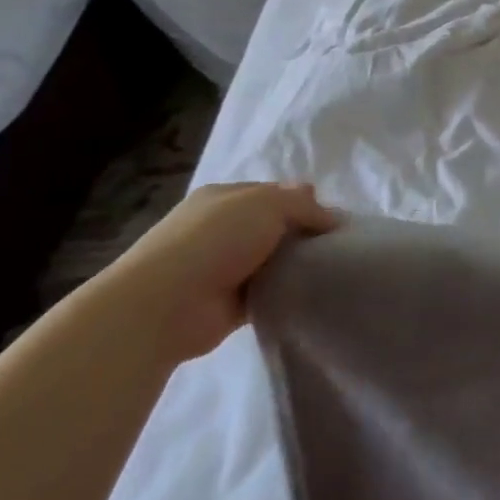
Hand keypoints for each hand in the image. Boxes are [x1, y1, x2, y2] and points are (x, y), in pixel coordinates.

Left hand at [100, 182, 340, 363]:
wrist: (164, 305)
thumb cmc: (216, 239)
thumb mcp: (269, 204)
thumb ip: (303, 205)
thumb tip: (329, 213)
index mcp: (225, 197)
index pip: (276, 194)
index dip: (305, 204)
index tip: (333, 222)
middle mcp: (222, 228)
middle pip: (275, 227)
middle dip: (303, 236)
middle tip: (336, 248)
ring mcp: (223, 267)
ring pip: (273, 260)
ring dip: (295, 266)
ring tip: (330, 273)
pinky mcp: (228, 303)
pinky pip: (268, 293)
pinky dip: (285, 294)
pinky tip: (309, 295)